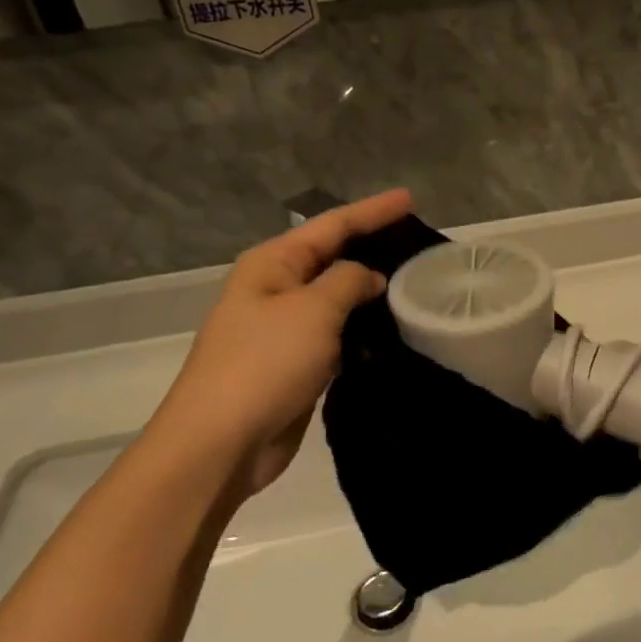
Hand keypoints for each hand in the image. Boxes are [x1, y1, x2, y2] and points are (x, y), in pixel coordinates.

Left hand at [143, 189, 412, 499]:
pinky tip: (394, 331)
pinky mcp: (296, 365)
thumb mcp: (313, 310)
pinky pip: (337, 335)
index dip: (373, 211)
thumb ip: (348, 281)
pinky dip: (363, 330)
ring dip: (371, 293)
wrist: (221, 442)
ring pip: (338, 299)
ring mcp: (285, 329)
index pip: (333, 225)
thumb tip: (369, 277)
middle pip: (334, 258)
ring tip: (416, 284)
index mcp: (272, 264)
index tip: (411, 198)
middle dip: (373, 247)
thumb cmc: (265, 363)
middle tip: (419, 241)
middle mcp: (277, 289)